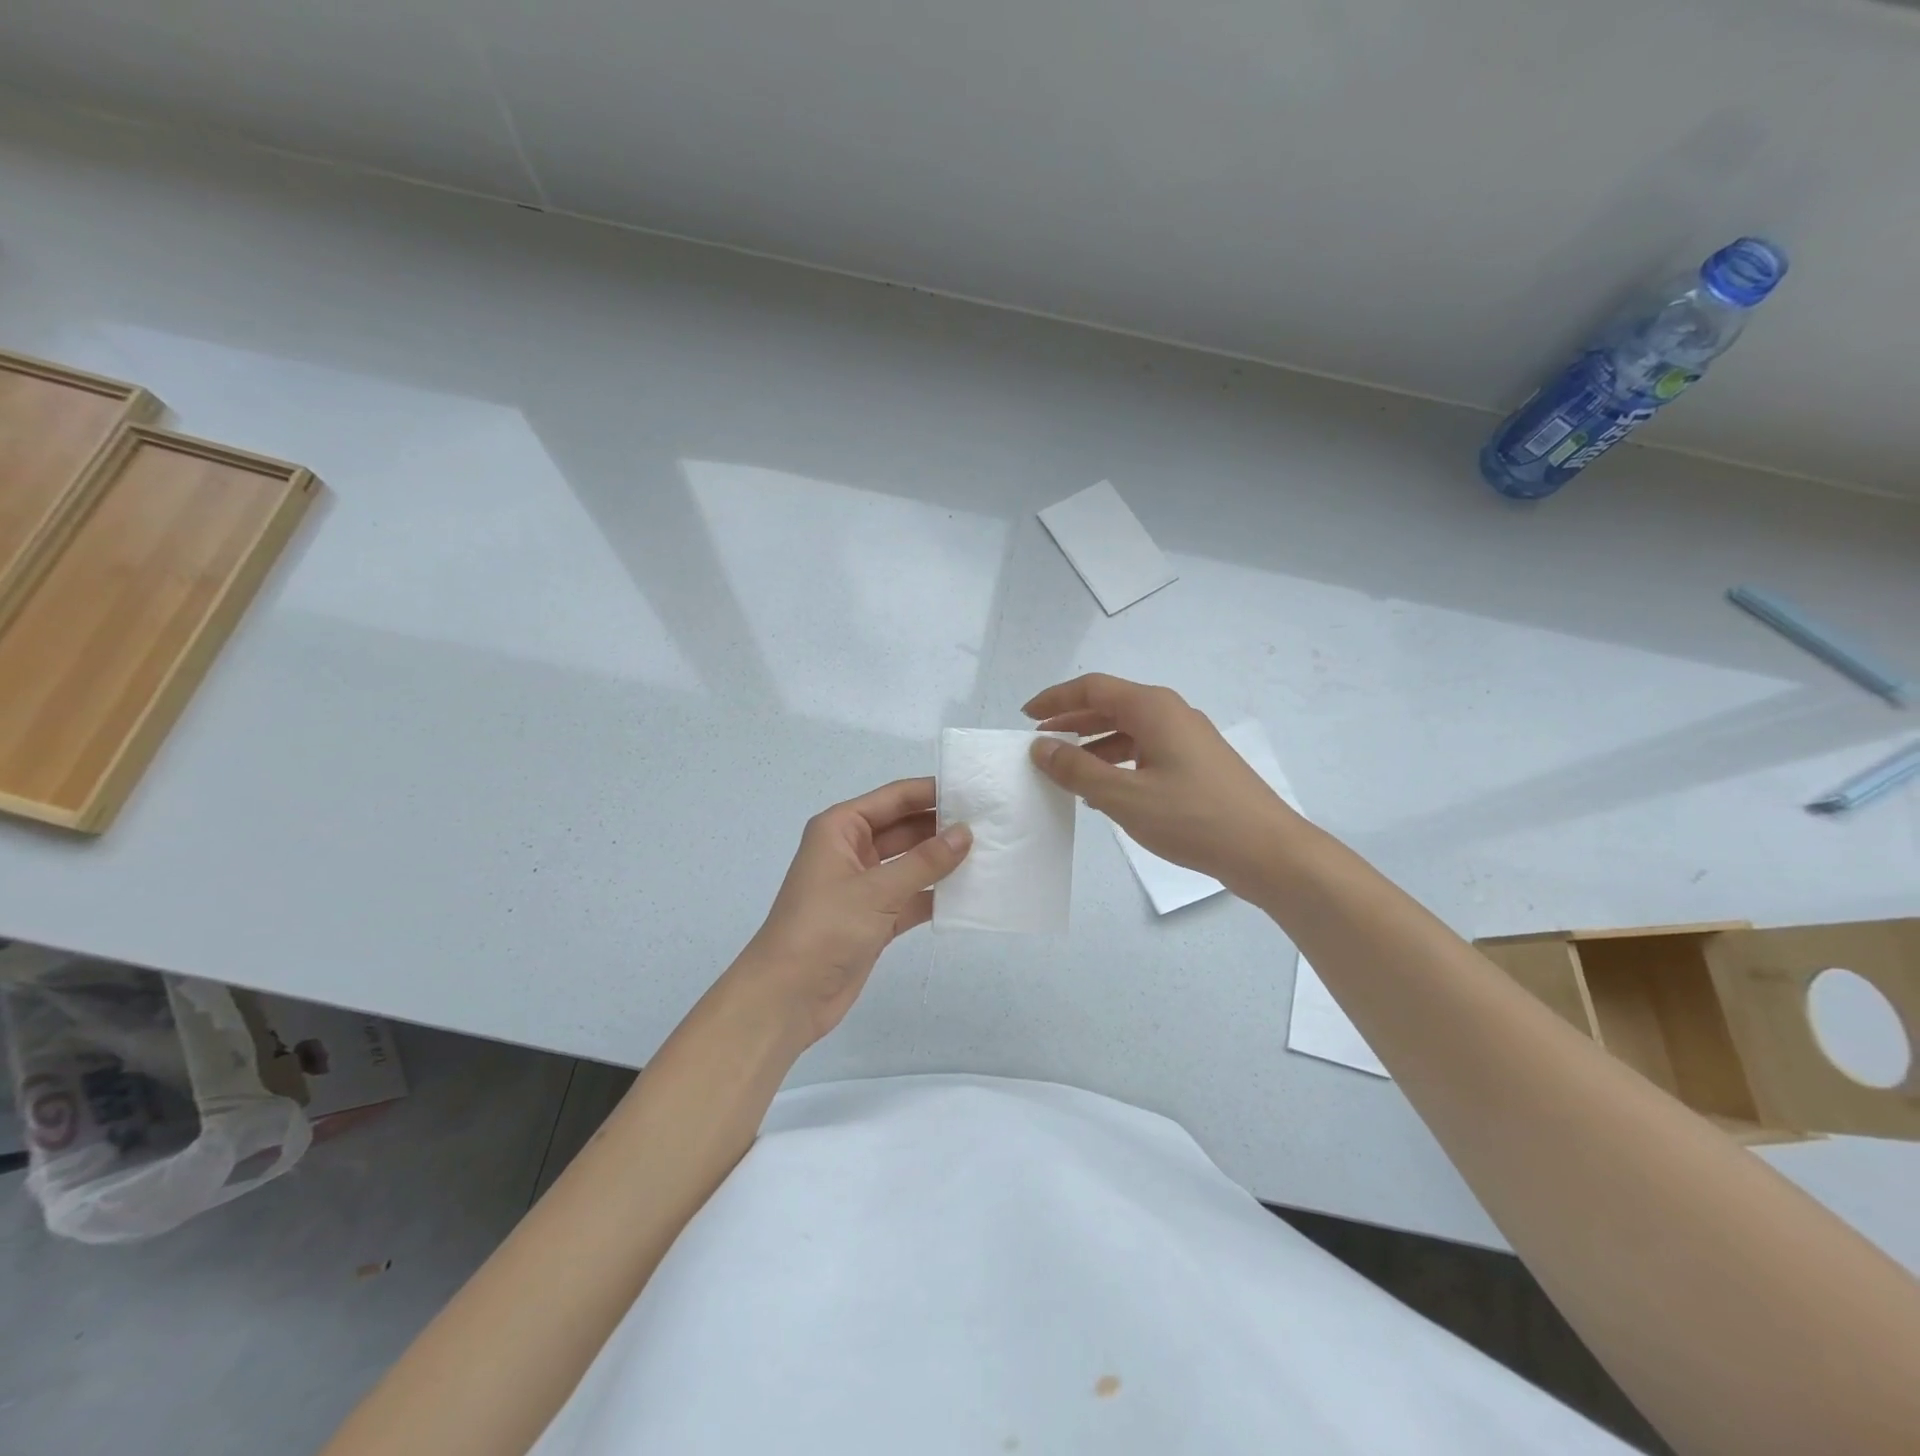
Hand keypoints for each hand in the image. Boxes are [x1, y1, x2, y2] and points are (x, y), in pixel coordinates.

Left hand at [734, 777, 970, 1048]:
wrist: (786, 997)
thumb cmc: (824, 928)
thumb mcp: (877, 890)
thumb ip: (925, 861)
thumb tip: (966, 832)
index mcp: (841, 828)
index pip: (894, 798)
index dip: (932, 792)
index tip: (976, 791)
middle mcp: (852, 850)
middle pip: (905, 828)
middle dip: (942, 826)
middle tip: (992, 823)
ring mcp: (864, 886)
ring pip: (911, 863)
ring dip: (942, 860)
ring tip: (990, 852)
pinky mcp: (874, 918)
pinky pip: (911, 896)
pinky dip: (936, 894)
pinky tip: (971, 892)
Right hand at [1024, 674, 1297, 890]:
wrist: (1267, 851)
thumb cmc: (1192, 818)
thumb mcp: (1124, 796)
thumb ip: (1077, 770)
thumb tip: (1040, 747)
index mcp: (1153, 709)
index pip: (1093, 688)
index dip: (1056, 699)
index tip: (1026, 716)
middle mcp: (1171, 714)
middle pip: (1111, 705)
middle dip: (1072, 721)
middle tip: (1038, 741)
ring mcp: (1187, 739)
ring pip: (1128, 731)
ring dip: (1093, 745)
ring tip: (1064, 769)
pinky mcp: (1196, 765)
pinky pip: (1145, 752)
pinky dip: (1117, 763)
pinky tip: (1103, 791)